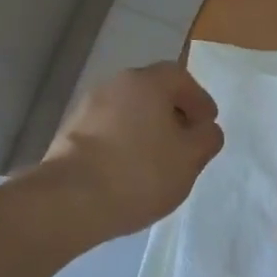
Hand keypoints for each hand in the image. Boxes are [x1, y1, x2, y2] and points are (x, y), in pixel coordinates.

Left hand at [44, 62, 222, 238]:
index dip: (198, 99)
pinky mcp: (69, 133)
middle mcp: (114, 84)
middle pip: (151, 91)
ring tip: (157, 160)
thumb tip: (206, 129)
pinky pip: (107, 129)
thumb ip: (206, 138)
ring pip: (127, 111)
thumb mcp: (189, 159)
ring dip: (145, 128)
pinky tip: (128, 169)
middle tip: (185, 140)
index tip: (207, 123)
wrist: (70, 199)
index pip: (179, 77)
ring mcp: (87, 107)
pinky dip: (122, 142)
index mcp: (146, 82)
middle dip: (172, 113)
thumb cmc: (139, 172)